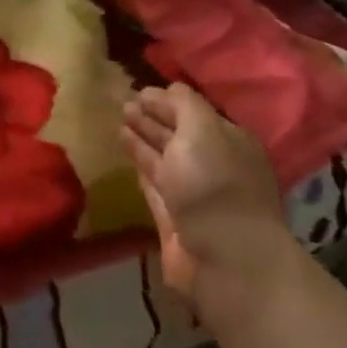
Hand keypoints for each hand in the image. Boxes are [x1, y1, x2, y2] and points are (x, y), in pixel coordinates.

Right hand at [122, 84, 301, 337]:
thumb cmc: (215, 185)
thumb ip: (185, 105)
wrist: (225, 260)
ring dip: (142, 140)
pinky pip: (154, 184)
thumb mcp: (202, 130)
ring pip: (163, 158)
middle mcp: (212, 164)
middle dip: (152, 118)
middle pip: (178, 135)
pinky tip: (126, 152)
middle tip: (122, 104)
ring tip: (118, 124)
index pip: (193, 112)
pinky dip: (140, 167)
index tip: (136, 90)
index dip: (166, 100)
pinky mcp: (174, 218)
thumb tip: (170, 87)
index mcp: (228, 141)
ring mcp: (193, 193)